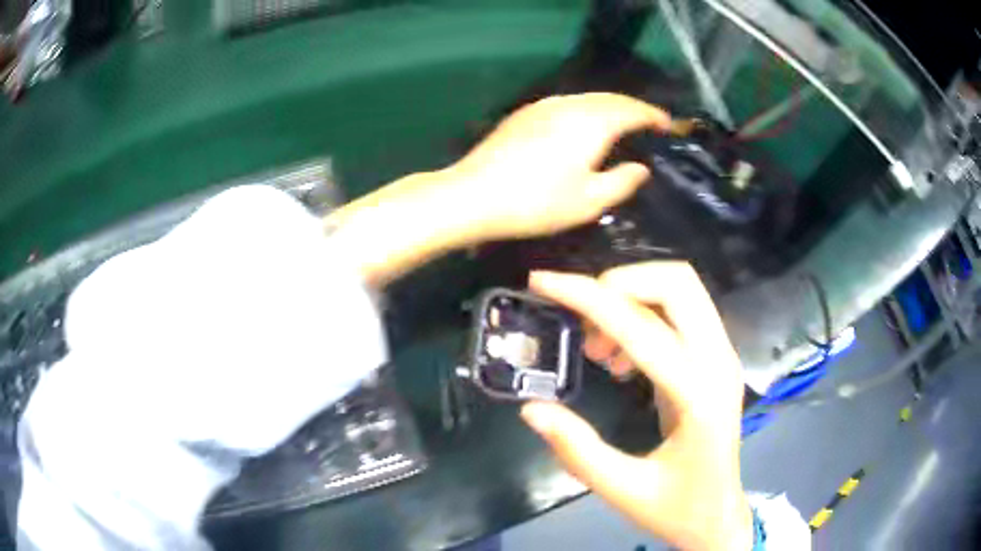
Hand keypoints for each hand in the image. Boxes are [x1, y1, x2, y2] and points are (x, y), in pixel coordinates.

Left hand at [450, 93, 669, 239]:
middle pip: (611, 98)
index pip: (633, 110)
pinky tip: (585, 125)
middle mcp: (570, 104)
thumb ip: (622, 181)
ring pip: (587, 98)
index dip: (654, 116)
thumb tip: (641, 167)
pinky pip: (568, 103)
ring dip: (610, 106)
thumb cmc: (536, 202)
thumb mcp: (588, 201)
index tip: (669, 126)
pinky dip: (587, 109)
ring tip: (622, 123)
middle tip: (650, 123)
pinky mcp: (525, 113)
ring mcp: (544, 105)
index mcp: (592, 122)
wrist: (473, 195)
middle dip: (634, 108)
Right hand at [522, 262, 751, 550]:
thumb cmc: (676, 507)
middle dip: (618, 283)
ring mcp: (722, 356)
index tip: (543, 282)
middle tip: (578, 317)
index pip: (643, 328)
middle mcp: (718, 363)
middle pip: (678, 283)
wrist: (718, 513)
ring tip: (596, 347)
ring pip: (682, 289)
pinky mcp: (716, 358)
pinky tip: (619, 359)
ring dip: (630, 298)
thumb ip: (576, 450)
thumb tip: (531, 408)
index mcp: (698, 397)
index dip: (589, 298)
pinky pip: (681, 312)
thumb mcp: (622, 489)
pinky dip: (642, 315)